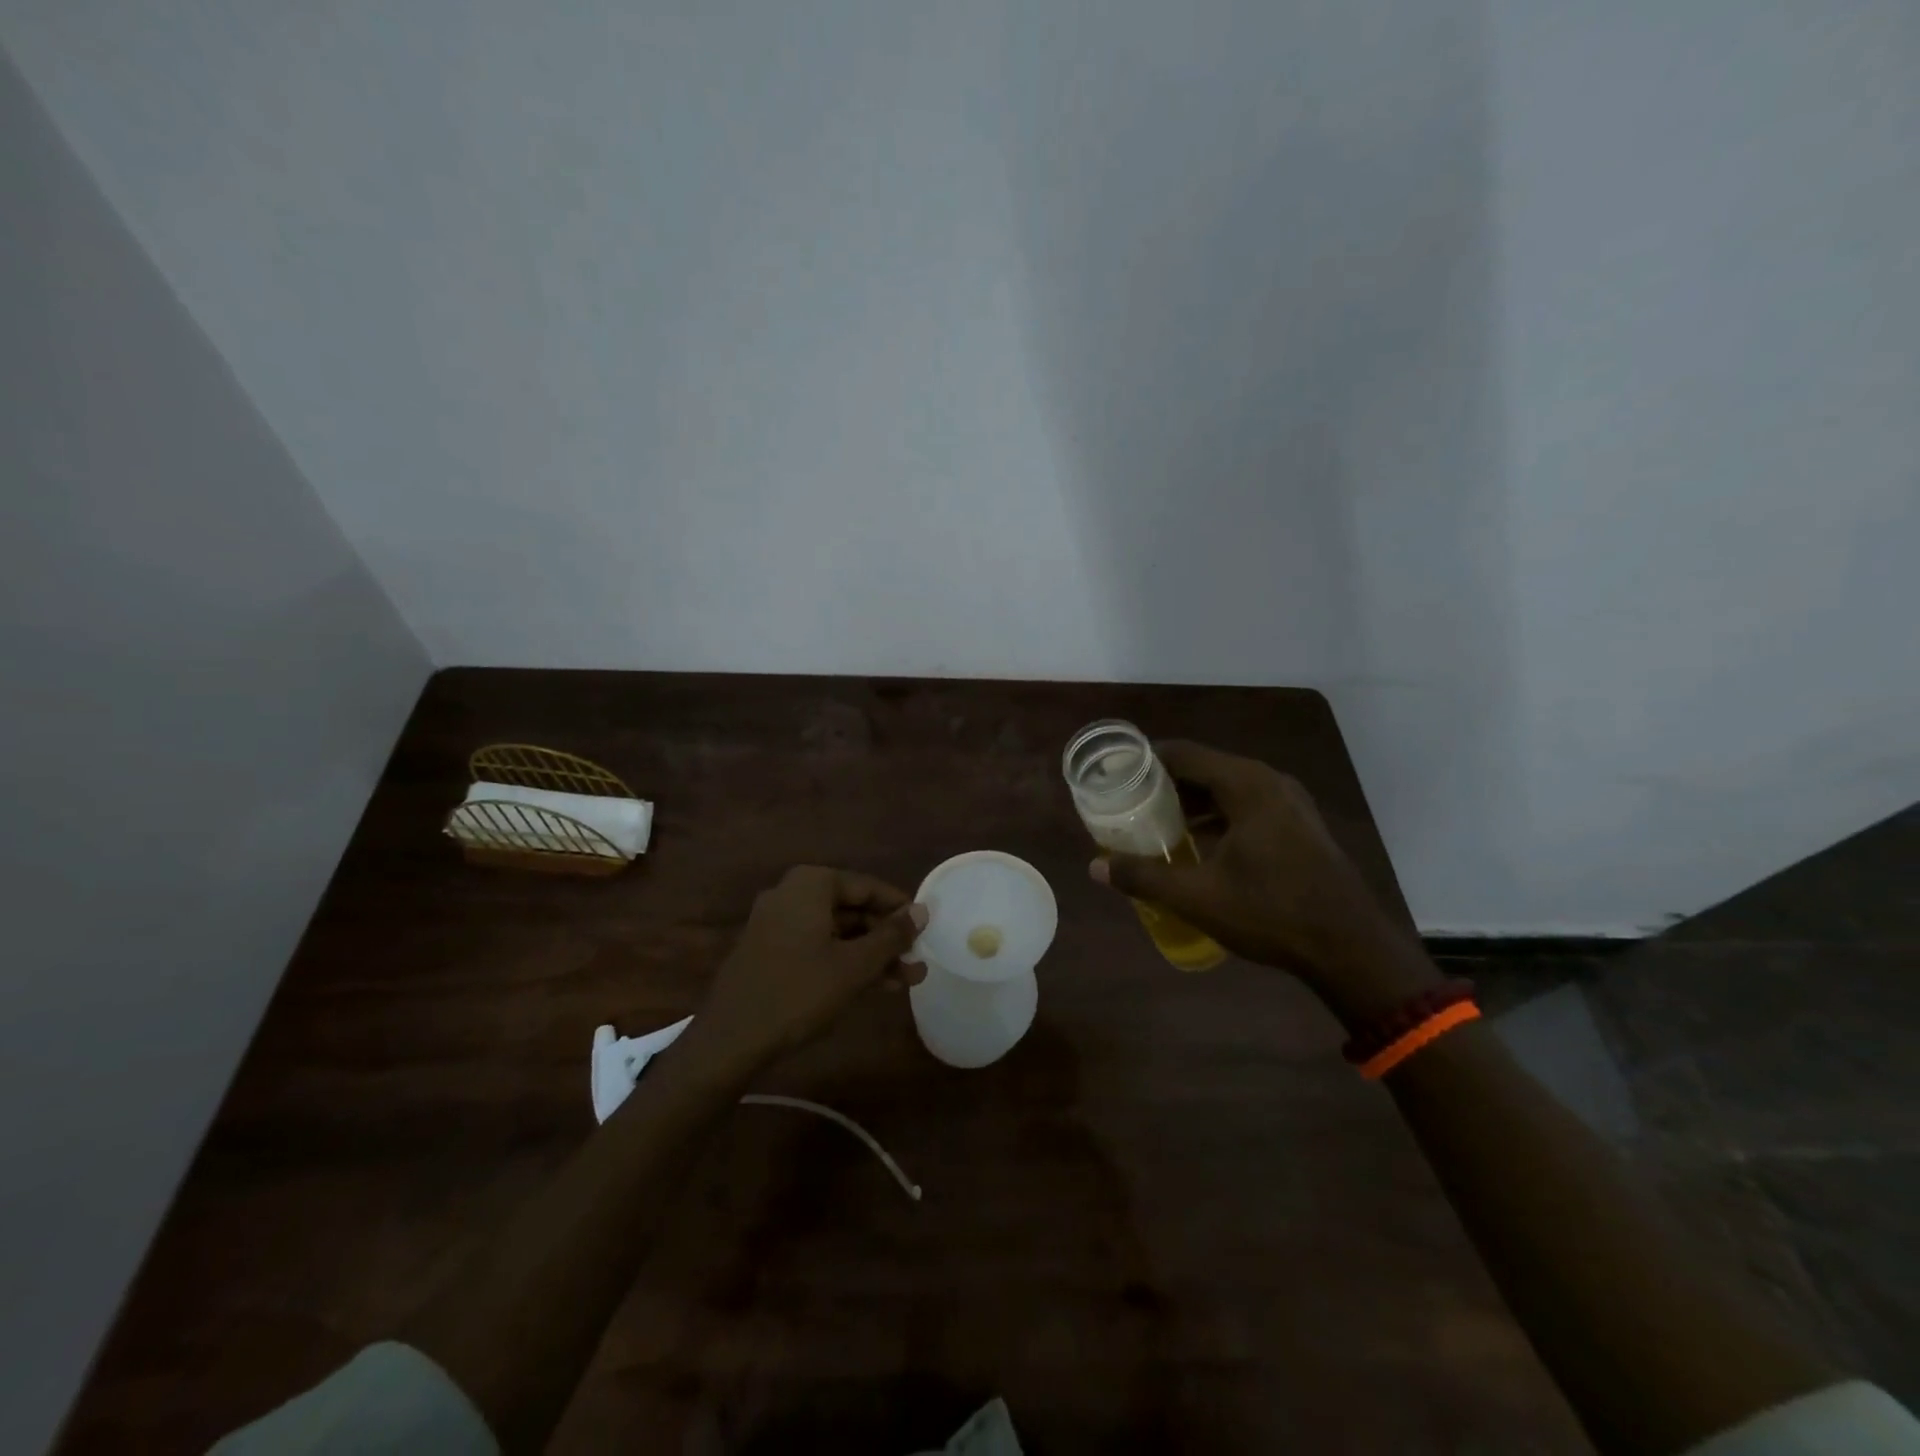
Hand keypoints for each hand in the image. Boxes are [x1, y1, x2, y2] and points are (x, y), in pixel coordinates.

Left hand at [687, 866, 927, 1070]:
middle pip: (852, 909)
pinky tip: (872, 986)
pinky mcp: (769, 950)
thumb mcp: (855, 965)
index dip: (900, 910)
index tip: (925, 931)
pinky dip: (844, 961)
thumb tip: (922, 910)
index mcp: (811, 884)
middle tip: (917, 962)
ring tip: (905, 981)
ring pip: (837, 931)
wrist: (730, 1040)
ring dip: (871, 954)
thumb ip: (892, 936)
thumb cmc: (799, 992)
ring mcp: (776, 922)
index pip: (868, 887)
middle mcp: (791, 893)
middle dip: (887, 938)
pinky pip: (817, 946)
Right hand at [1090, 741, 1427, 1011]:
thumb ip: (1143, 877)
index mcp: (1246, 785)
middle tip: (1127, 801)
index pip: (1182, 754)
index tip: (1113, 774)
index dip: (1144, 760)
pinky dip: (1217, 814)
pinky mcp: (1299, 824)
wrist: (1351, 949)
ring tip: (1154, 822)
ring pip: (1226, 787)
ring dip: (1190, 800)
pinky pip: (1247, 804)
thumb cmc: (1271, 913)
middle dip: (1163, 783)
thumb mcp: (1198, 897)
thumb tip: (1095, 867)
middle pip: (1204, 767)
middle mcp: (1269, 781)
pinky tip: (1197, 842)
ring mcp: (1289, 802)